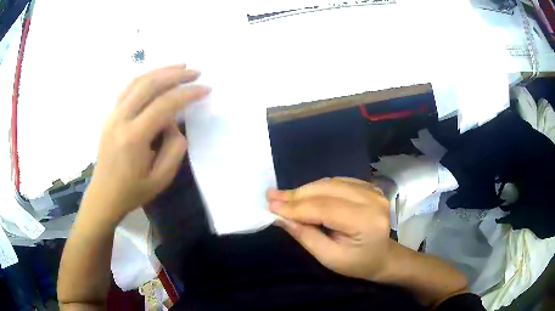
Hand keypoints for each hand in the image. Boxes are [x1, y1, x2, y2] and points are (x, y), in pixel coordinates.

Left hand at [86, 64, 209, 222]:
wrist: (104, 195)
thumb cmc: (133, 191)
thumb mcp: (161, 178)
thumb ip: (174, 148)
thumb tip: (173, 124)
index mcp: (133, 138)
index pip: (164, 105)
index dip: (187, 94)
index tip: (205, 89)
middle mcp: (120, 120)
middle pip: (149, 85)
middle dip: (175, 75)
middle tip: (195, 72)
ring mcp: (112, 115)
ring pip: (137, 82)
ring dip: (160, 71)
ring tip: (180, 66)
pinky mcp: (110, 115)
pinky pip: (128, 89)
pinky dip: (145, 78)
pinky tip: (156, 76)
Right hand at [267, 177, 391, 281]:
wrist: (382, 256)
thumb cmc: (357, 263)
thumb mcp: (329, 257)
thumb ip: (305, 236)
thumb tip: (280, 217)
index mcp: (366, 221)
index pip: (325, 208)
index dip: (296, 207)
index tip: (271, 206)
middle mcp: (372, 200)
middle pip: (327, 190)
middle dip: (297, 195)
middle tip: (272, 197)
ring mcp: (373, 190)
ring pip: (330, 182)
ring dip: (305, 190)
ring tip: (284, 197)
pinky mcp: (369, 186)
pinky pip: (337, 182)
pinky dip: (318, 188)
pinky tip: (305, 195)